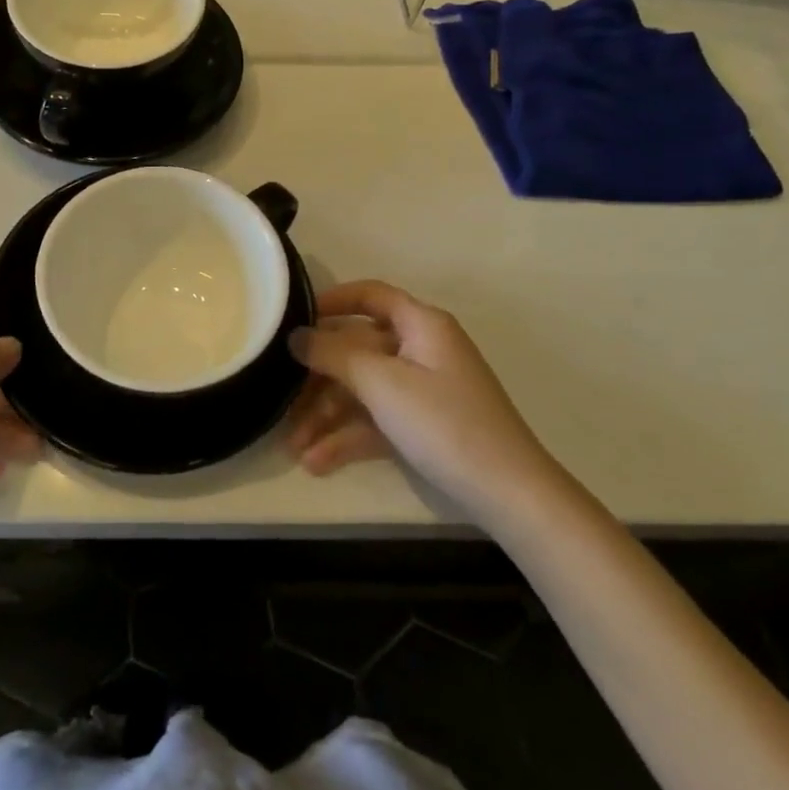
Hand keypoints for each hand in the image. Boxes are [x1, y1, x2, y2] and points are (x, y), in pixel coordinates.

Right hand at [286, 281, 562, 521]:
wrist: (508, 494)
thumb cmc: (444, 423)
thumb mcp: (382, 383)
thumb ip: (334, 354)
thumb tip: (296, 335)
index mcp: (421, 325)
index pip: (371, 295)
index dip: (331, 301)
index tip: (293, 318)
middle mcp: (421, 350)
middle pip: (357, 349)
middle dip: (318, 378)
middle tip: (280, 399)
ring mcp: (422, 390)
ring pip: (362, 390)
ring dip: (326, 416)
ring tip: (292, 446)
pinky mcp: (422, 425)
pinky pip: (376, 420)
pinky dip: (347, 438)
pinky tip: (317, 463)